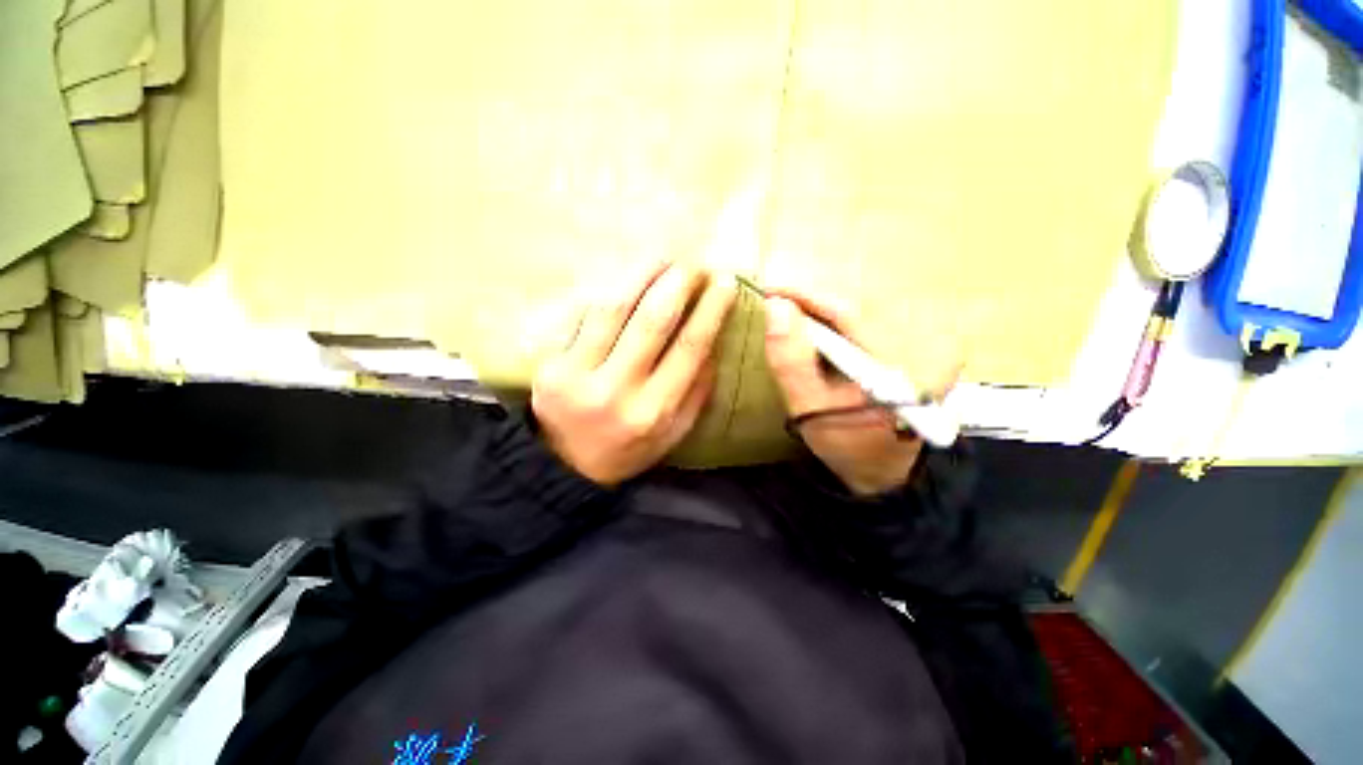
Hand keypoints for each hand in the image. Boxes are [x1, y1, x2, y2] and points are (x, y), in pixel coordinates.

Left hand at [532, 262, 736, 485]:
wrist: (564, 468)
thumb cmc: (627, 450)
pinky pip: (582, 315)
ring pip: (613, 308)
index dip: (710, 310)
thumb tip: (712, 344)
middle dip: (678, 282)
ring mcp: (578, 375)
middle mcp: (618, 391)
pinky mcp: (551, 365)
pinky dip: (609, 290)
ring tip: (662, 256)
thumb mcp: (673, 434)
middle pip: (653, 321)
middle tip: (693, 262)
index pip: (689, 348)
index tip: (725, 281)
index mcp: (654, 411)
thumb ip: (696, 393)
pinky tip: (626, 277)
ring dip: (642, 273)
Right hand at [762, 291, 924, 496]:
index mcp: (907, 367)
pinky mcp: (931, 342)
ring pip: (866, 308)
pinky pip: (877, 317)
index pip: (852, 312)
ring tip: (799, 323)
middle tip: (779, 310)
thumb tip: (776, 307)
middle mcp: (934, 346)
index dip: (807, 296)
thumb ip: (790, 361)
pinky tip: (828, 335)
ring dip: (828, 312)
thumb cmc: (844, 442)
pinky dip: (845, 321)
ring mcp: (937, 342)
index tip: (770, 289)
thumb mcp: (807, 408)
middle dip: (815, 305)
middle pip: (860, 306)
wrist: (883, 466)